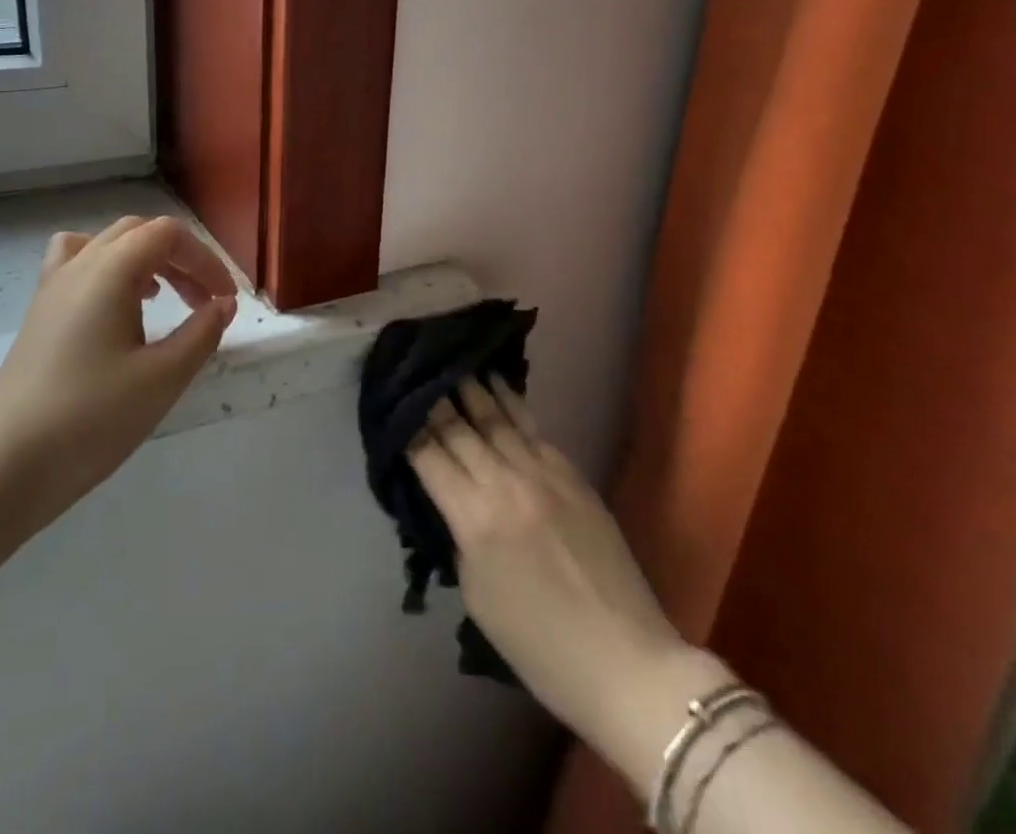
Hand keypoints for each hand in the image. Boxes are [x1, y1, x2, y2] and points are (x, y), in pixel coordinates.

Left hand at [0, 216, 237, 530]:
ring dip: (144, 260)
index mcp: (111, 269)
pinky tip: (116, 311)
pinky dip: (107, 271)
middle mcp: (79, 264)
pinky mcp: (39, 313)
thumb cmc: (91, 417)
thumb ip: (201, 333)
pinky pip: (77, 265)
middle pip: (139, 232)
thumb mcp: (163, 378)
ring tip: (163, 298)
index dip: (205, 259)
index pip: (168, 235)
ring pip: (106, 244)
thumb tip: (223, 304)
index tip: (226, 300)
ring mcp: (53, 286)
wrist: (5, 464)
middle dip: (179, 258)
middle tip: (202, 301)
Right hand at [409, 378, 707, 780]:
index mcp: (474, 519)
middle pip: (458, 427)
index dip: (406, 427)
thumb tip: (448, 494)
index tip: (391, 401)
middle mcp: (504, 483)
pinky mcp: (571, 473)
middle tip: (413, 365)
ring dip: (469, 386)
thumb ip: (458, 533)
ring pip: (496, 416)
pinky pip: (531, 427)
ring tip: (450, 357)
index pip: (427, 455)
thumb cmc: (537, 644)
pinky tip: (495, 381)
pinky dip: (509, 402)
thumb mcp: (476, 593)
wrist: (624, 660)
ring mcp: (542, 473)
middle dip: (432, 397)